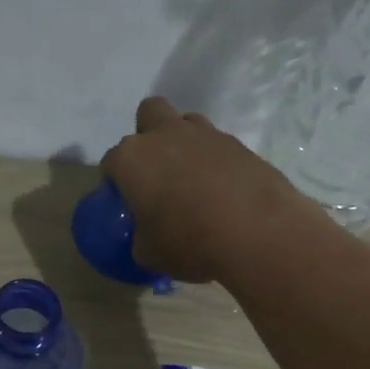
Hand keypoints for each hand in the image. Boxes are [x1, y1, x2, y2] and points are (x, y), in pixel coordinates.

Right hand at [100, 97, 311, 282]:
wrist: (258, 232)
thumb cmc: (189, 242)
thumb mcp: (149, 254)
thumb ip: (140, 238)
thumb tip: (146, 238)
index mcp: (132, 158)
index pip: (111, 161)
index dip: (116, 181)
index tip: (126, 202)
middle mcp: (165, 135)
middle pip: (149, 114)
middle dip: (148, 135)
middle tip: (156, 172)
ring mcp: (205, 135)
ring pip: (186, 122)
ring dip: (183, 142)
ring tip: (192, 179)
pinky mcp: (239, 144)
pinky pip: (218, 145)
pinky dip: (215, 161)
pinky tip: (223, 190)